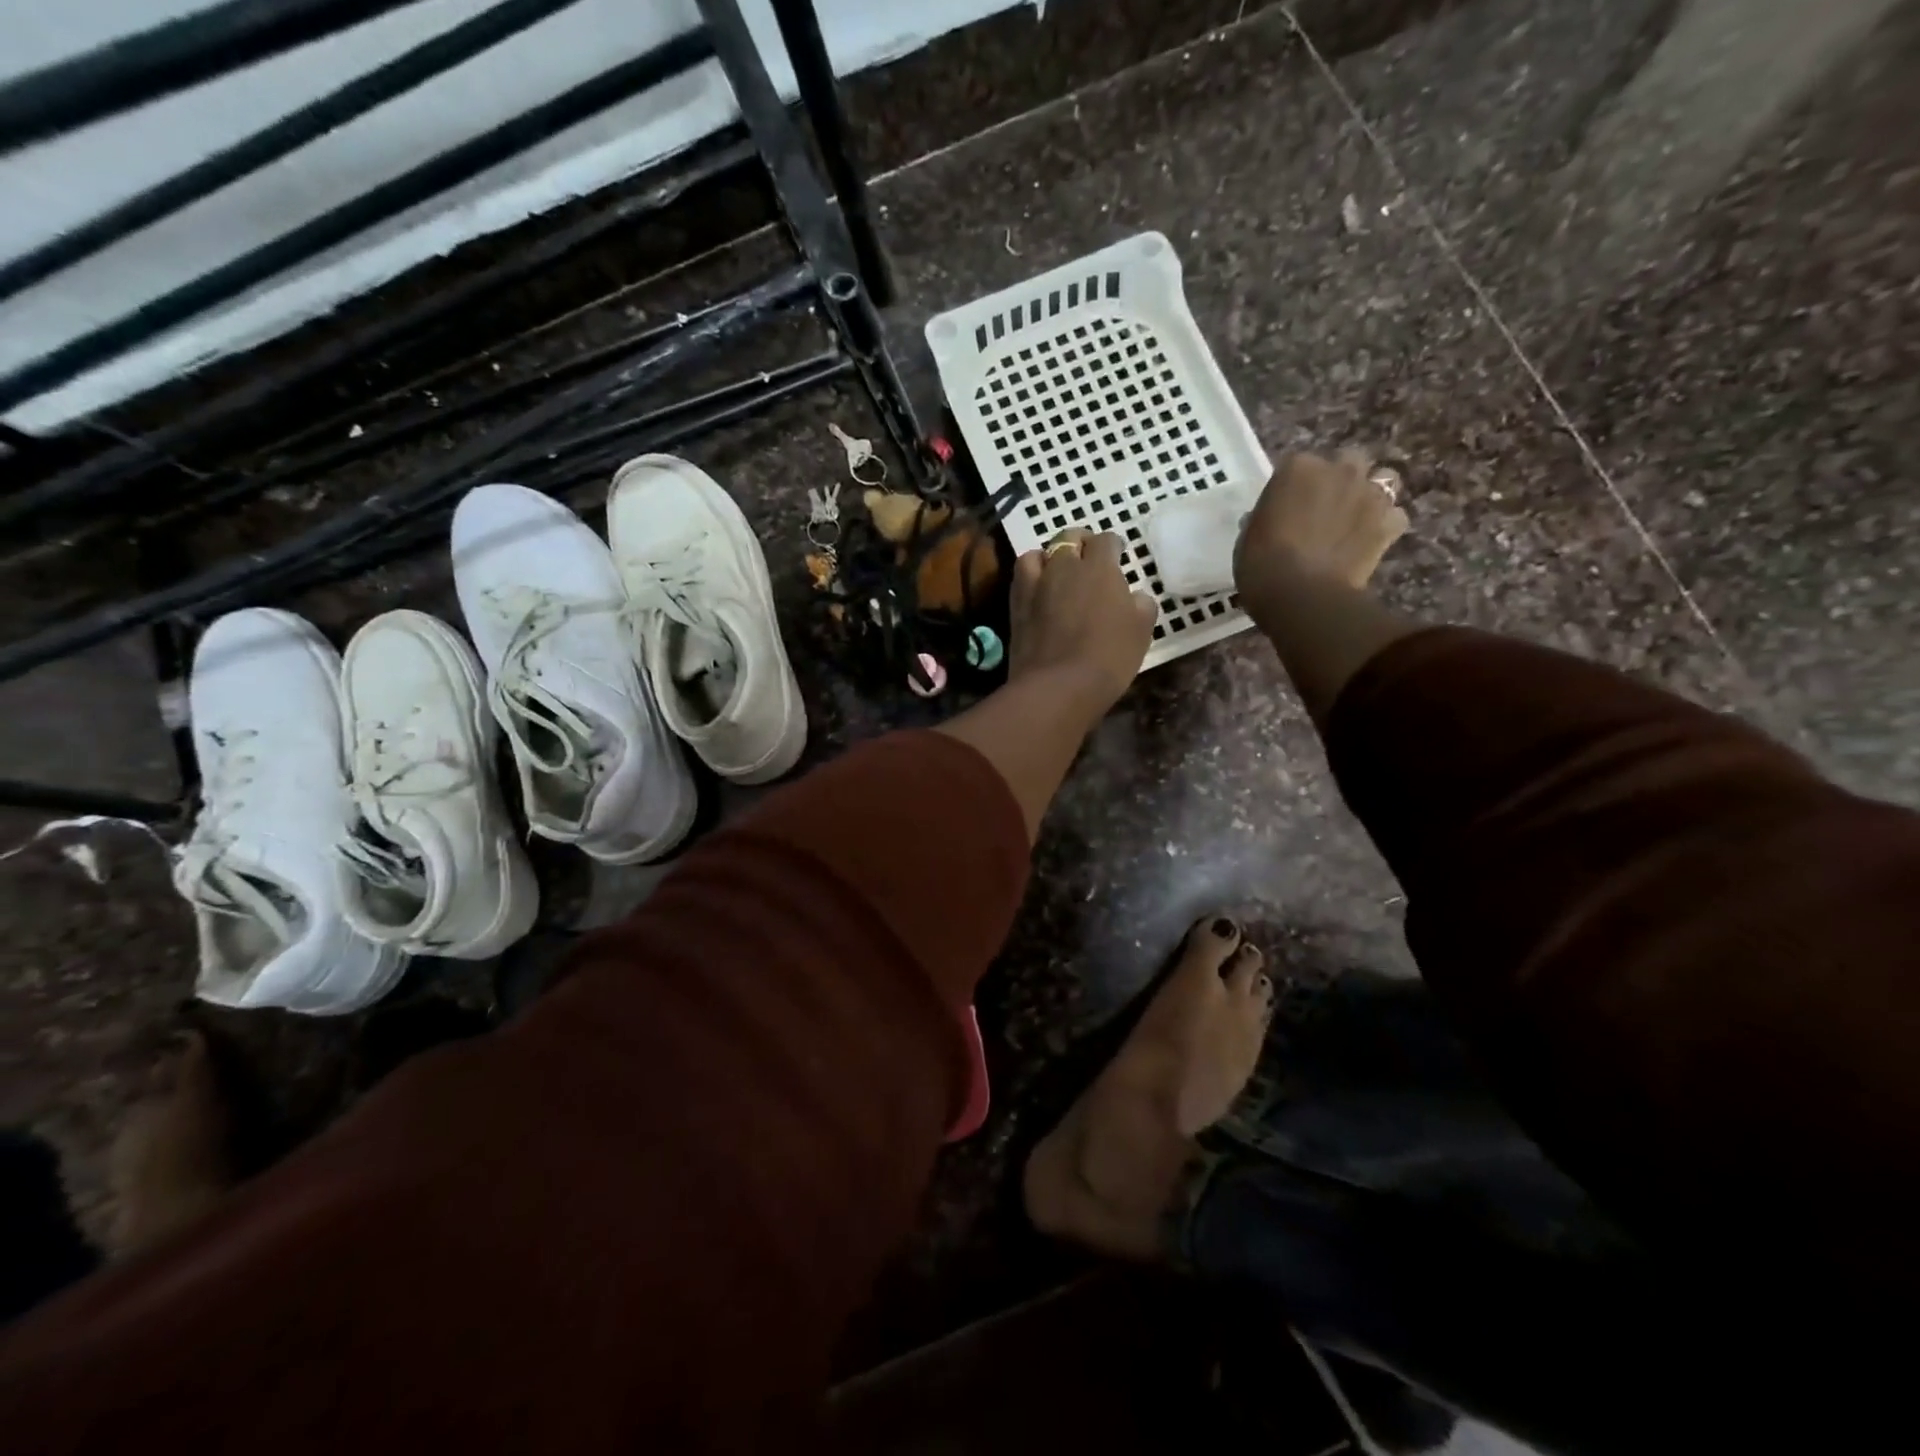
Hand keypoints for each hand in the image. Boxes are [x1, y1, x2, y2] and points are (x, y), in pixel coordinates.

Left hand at [1009, 528, 1157, 711]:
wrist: (1058, 686)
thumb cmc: (1108, 657)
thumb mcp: (1141, 631)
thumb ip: (1141, 605)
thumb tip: (1135, 597)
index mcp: (1099, 568)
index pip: (1106, 541)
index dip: (1112, 545)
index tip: (1117, 553)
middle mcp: (1064, 567)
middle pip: (1068, 539)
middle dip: (1080, 543)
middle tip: (1087, 556)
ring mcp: (1036, 584)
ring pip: (1038, 554)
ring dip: (1049, 557)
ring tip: (1056, 570)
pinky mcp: (1016, 606)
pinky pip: (1021, 577)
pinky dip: (1031, 576)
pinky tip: (1038, 589)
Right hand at [1234, 450, 1408, 622]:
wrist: (1300, 594)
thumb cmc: (1261, 564)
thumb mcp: (1250, 535)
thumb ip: (1269, 517)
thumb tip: (1276, 519)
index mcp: (1297, 468)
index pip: (1297, 465)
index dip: (1294, 487)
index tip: (1287, 507)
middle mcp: (1339, 470)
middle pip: (1347, 462)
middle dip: (1339, 480)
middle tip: (1324, 509)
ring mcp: (1369, 495)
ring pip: (1383, 480)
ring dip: (1371, 495)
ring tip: (1355, 519)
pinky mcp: (1389, 523)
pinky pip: (1395, 516)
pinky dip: (1386, 526)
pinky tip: (1370, 542)